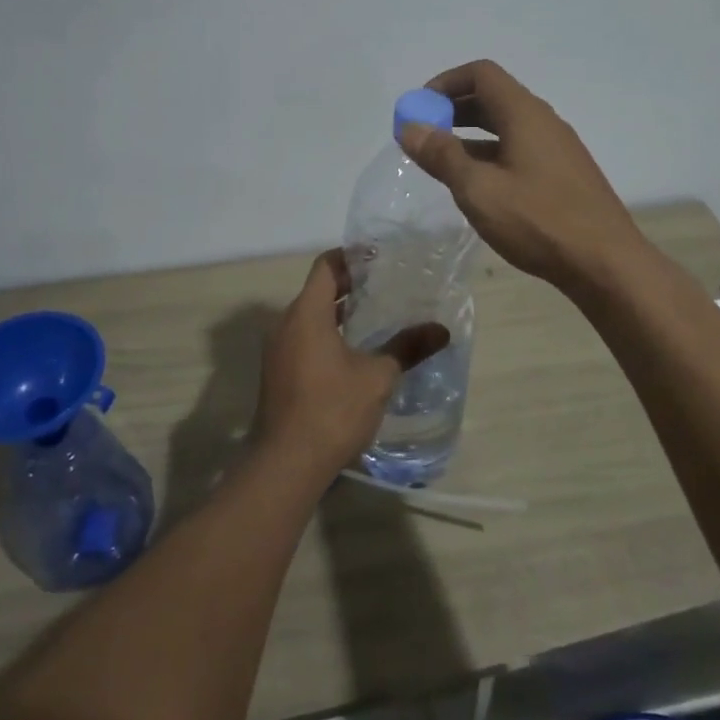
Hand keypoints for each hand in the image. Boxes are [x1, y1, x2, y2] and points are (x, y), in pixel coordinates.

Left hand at [255, 251, 449, 477]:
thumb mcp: (377, 377)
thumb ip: (407, 348)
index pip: (326, 266)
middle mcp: (286, 324)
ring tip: (376, 314)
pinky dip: (327, 333)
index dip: (351, 256)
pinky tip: (355, 351)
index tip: (379, 256)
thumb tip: (441, 330)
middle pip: (318, 290)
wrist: (286, 464)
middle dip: (350, 284)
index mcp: (306, 314)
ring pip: (310, 317)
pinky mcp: (278, 373)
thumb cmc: (332, 410)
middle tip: (386, 283)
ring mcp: (278, 350)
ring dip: (339, 312)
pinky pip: (303, 338)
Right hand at [399, 59, 644, 292]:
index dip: (446, 83)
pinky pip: (519, 149)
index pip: (482, 74)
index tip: (420, 108)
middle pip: (493, 97)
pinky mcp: (563, 174)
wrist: (605, 263)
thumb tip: (410, 128)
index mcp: (524, 114)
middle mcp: (543, 122)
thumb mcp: (478, 189)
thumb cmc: (538, 220)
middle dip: (454, 110)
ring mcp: (557, 149)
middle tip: (424, 135)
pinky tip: (478, 186)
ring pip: (506, 127)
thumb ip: (442, 155)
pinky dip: (491, 155)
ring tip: (442, 162)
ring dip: (470, 135)